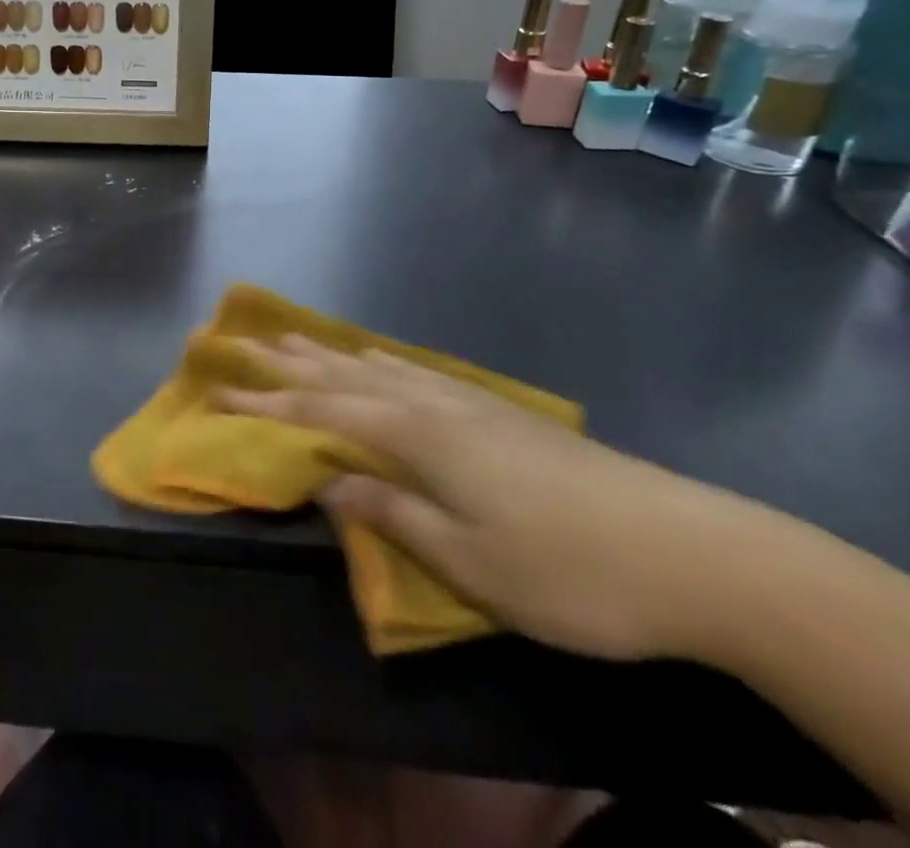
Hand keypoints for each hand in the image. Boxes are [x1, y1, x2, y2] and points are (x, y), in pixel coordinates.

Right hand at [217, 337, 780, 661]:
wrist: (690, 550)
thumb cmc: (568, 571)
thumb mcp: (469, 562)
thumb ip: (392, 513)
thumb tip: (327, 481)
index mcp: (415, 437)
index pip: (319, 414)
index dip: (266, 402)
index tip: (219, 388)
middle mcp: (431, 404)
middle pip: (342, 377)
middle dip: (287, 364)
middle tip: (241, 343)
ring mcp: (468, 402)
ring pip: (378, 367)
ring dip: (329, 354)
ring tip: (293, 338)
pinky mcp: (499, 412)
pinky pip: (414, 371)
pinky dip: (380, 361)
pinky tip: (379, 359)